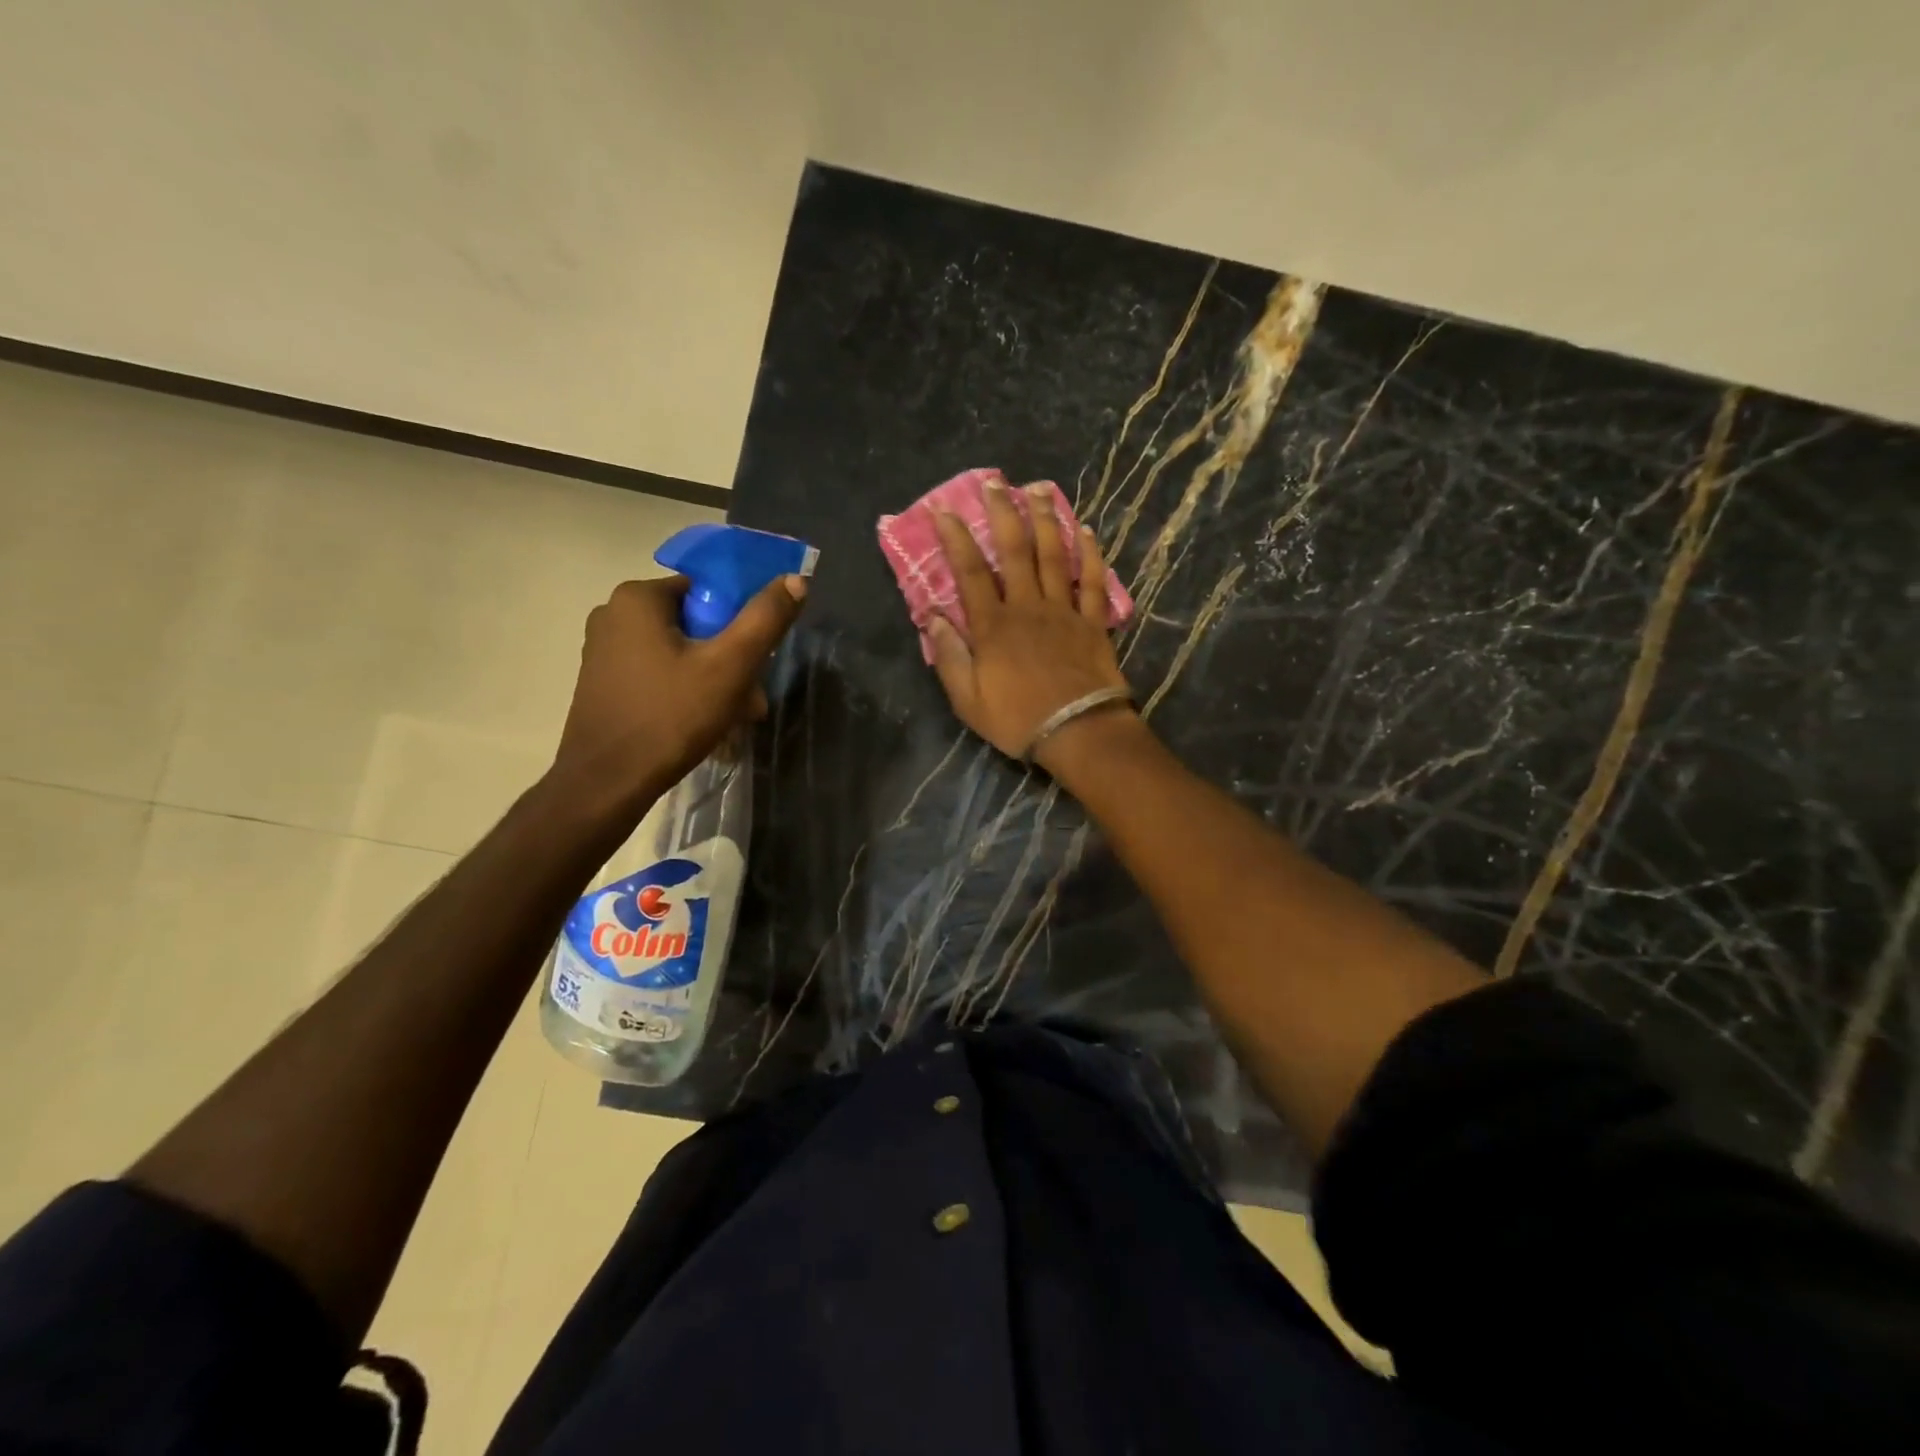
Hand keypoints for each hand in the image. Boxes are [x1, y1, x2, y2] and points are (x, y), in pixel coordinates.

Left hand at [552, 572, 806, 803]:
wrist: (607, 783)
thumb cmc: (670, 717)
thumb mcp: (730, 666)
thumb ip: (765, 619)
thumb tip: (796, 579)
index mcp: (638, 598)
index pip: (707, 591)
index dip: (740, 623)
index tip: (758, 660)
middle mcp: (613, 614)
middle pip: (695, 625)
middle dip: (731, 659)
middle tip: (753, 699)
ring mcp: (604, 651)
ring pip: (679, 653)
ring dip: (714, 680)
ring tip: (737, 717)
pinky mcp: (603, 683)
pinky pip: (658, 674)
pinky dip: (686, 690)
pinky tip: (705, 723)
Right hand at [928, 479, 1134, 769]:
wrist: (1078, 732)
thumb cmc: (1017, 719)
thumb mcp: (967, 699)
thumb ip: (949, 655)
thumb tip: (930, 615)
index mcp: (993, 626)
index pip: (970, 572)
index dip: (956, 538)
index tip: (943, 510)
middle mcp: (1028, 607)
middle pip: (1015, 551)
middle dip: (1003, 513)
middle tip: (996, 482)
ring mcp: (1064, 611)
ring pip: (1054, 555)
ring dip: (1045, 519)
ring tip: (1038, 489)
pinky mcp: (1093, 622)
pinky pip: (1093, 581)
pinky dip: (1089, 554)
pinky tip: (1085, 530)